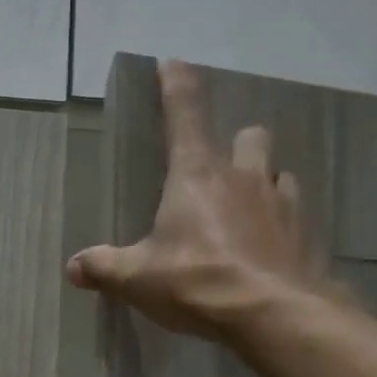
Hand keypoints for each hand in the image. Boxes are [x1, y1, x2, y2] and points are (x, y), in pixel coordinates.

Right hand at [67, 59, 319, 339]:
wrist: (270, 313)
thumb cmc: (197, 281)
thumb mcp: (138, 278)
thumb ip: (105, 268)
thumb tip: (73, 267)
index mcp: (197, 174)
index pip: (185, 113)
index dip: (176, 85)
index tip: (172, 63)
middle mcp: (243, 177)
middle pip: (249, 137)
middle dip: (237, 144)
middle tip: (222, 169)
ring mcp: (280, 203)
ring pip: (278, 173)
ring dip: (264, 182)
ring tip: (249, 208)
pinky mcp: (303, 234)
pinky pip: (295, 214)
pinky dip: (282, 223)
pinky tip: (270, 245)